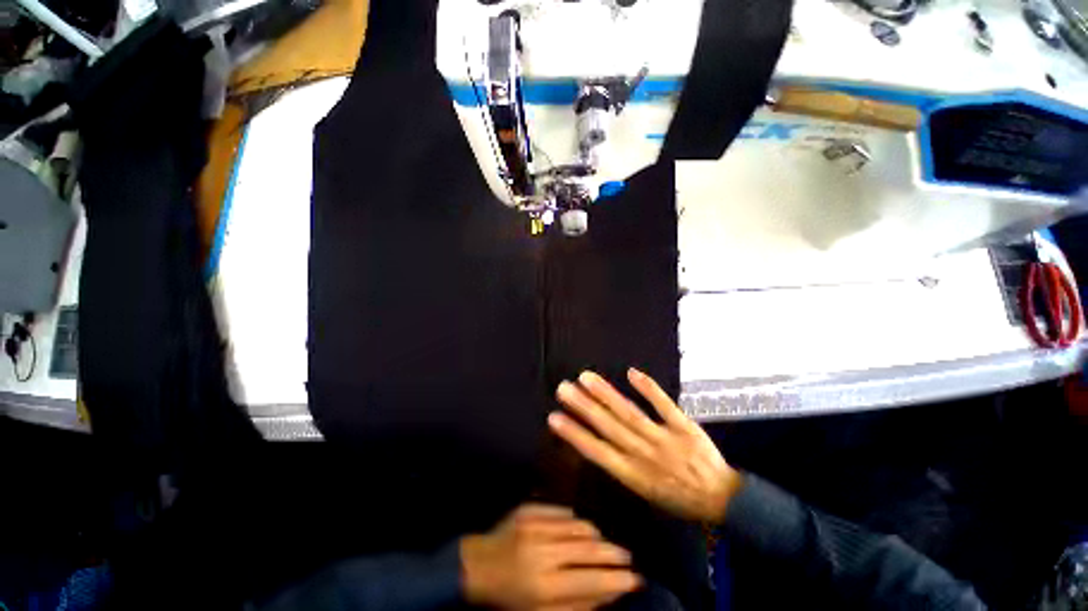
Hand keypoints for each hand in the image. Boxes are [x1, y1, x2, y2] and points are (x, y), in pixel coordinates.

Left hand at [460, 504, 641, 609]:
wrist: (475, 566)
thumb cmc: (507, 599)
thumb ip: (576, 606)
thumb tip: (610, 594)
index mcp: (543, 585)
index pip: (591, 581)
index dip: (617, 580)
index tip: (636, 579)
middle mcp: (541, 551)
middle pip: (589, 549)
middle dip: (614, 554)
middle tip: (628, 558)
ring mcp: (534, 525)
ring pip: (579, 526)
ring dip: (596, 536)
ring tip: (604, 544)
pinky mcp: (528, 509)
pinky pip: (561, 512)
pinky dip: (575, 521)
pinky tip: (579, 529)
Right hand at [549, 369, 742, 524]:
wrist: (721, 499)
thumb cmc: (677, 497)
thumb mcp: (644, 493)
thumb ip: (621, 465)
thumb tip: (597, 439)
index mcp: (632, 474)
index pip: (596, 451)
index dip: (574, 433)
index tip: (554, 417)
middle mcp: (643, 454)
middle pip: (608, 426)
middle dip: (583, 406)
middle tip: (563, 388)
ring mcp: (664, 438)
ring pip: (629, 413)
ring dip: (606, 394)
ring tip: (586, 377)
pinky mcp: (683, 426)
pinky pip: (664, 405)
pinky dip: (648, 388)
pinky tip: (631, 372)